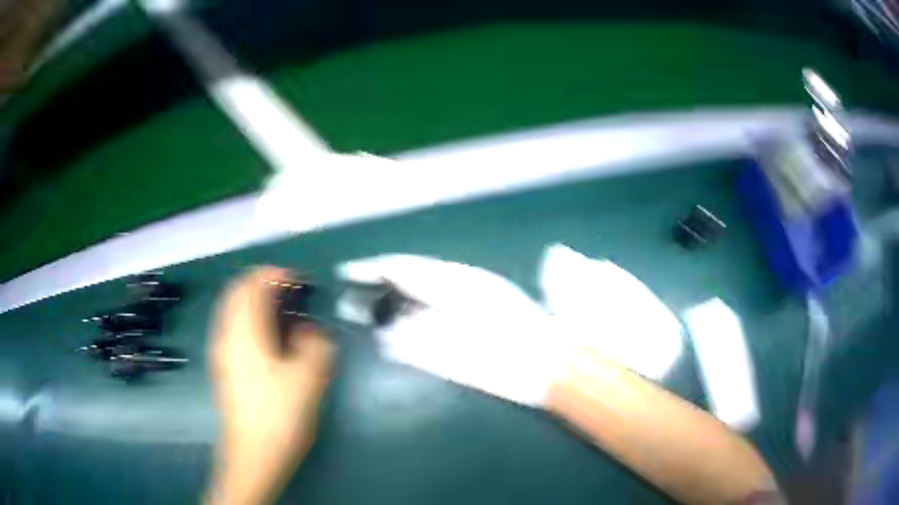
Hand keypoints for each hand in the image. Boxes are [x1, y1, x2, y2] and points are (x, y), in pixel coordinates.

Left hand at [207, 267, 334, 504]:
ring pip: (231, 310)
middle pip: (236, 293)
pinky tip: (266, 338)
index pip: (253, 286)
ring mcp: (221, 353)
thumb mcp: (308, 379)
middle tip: (287, 290)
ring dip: (252, 301)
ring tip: (278, 310)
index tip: (298, 280)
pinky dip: (247, 319)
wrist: (253, 455)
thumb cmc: (279, 416)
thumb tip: (311, 332)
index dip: (275, 275)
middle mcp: (227, 336)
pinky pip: (231, 328)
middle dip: (260, 283)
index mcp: (245, 332)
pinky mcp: (224, 369)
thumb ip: (315, 346)